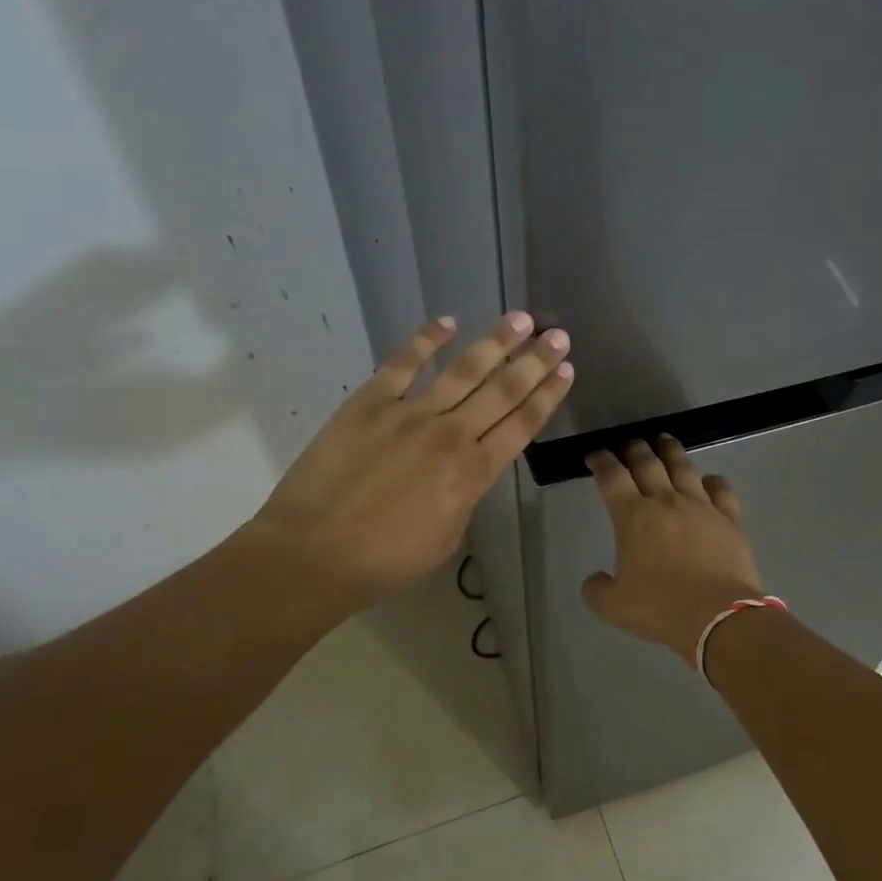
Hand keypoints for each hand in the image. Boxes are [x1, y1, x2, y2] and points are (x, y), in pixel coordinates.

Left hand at [252, 312, 571, 607]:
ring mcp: (410, 414)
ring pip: (464, 369)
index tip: (567, 370)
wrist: (314, 554)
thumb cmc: (385, 561)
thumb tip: (467, 470)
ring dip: (496, 342)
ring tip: (522, 319)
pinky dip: (426, 339)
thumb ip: (465, 496)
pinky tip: (447, 321)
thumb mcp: (447, 537)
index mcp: (474, 473)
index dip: (547, 396)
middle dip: (535, 361)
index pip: (522, 425)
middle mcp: (451, 435)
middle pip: (503, 390)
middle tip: (558, 335)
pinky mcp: (370, 403)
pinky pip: (403, 363)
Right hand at [581, 436, 764, 663]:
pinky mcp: (729, 519)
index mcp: (633, 516)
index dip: (600, 462)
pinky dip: (712, 480)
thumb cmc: (661, 608)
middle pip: (647, 463)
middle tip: (629, 444)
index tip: (594, 456)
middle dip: (634, 449)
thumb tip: (595, 578)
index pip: (611, 477)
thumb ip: (596, 589)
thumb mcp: (613, 607)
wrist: (719, 617)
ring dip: (671, 451)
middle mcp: (666, 501)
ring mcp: (701, 507)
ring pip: (683, 467)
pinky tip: (708, 479)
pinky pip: (721, 489)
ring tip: (665, 441)